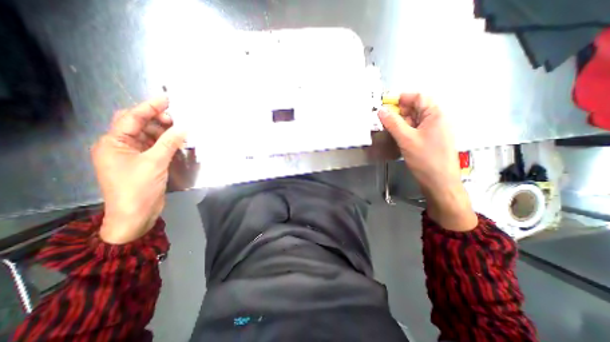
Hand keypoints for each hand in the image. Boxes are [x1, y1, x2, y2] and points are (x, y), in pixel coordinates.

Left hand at [92, 96, 185, 242]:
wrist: (136, 214)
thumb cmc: (138, 188)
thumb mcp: (155, 163)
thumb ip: (169, 143)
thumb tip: (185, 128)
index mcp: (113, 143)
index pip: (131, 118)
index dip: (149, 107)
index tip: (167, 98)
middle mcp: (121, 146)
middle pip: (138, 125)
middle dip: (157, 119)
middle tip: (177, 118)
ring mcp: (133, 155)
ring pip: (149, 135)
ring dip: (164, 131)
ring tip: (180, 129)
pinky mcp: (145, 162)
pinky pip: (156, 146)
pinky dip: (167, 142)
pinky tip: (178, 140)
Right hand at [380, 93, 479, 231]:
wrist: (439, 182)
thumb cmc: (426, 159)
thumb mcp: (406, 139)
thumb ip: (393, 123)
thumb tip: (381, 111)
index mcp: (436, 114)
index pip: (418, 97)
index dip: (401, 98)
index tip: (385, 104)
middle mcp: (436, 120)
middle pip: (416, 108)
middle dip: (399, 112)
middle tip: (383, 119)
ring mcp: (432, 131)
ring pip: (414, 120)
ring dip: (400, 122)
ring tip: (387, 129)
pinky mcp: (428, 141)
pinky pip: (414, 130)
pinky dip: (404, 131)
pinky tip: (396, 137)